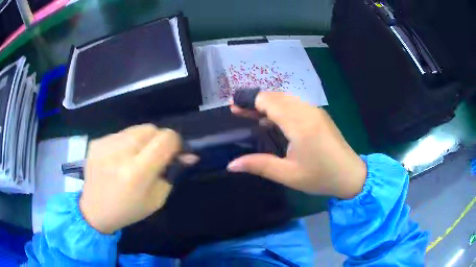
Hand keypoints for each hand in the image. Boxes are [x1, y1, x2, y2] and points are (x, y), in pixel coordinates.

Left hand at [79, 124, 180, 233]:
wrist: (94, 210)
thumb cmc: (128, 210)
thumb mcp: (157, 199)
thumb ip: (172, 173)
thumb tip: (188, 154)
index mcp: (137, 173)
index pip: (165, 139)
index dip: (175, 143)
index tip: (174, 153)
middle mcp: (120, 153)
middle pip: (151, 129)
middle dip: (158, 140)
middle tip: (153, 158)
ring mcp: (105, 144)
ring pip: (136, 129)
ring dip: (142, 140)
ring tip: (134, 158)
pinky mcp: (96, 141)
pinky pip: (121, 133)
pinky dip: (126, 143)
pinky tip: (119, 158)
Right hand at [228, 92, 366, 198]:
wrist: (351, 175)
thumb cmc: (320, 177)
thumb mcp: (288, 175)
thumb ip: (259, 165)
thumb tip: (231, 165)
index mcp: (300, 124)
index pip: (270, 102)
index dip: (250, 101)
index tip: (233, 105)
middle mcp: (308, 111)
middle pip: (277, 97)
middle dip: (256, 100)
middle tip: (237, 110)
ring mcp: (315, 111)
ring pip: (286, 99)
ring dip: (267, 103)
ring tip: (250, 113)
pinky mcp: (319, 115)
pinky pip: (296, 104)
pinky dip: (280, 107)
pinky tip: (272, 119)